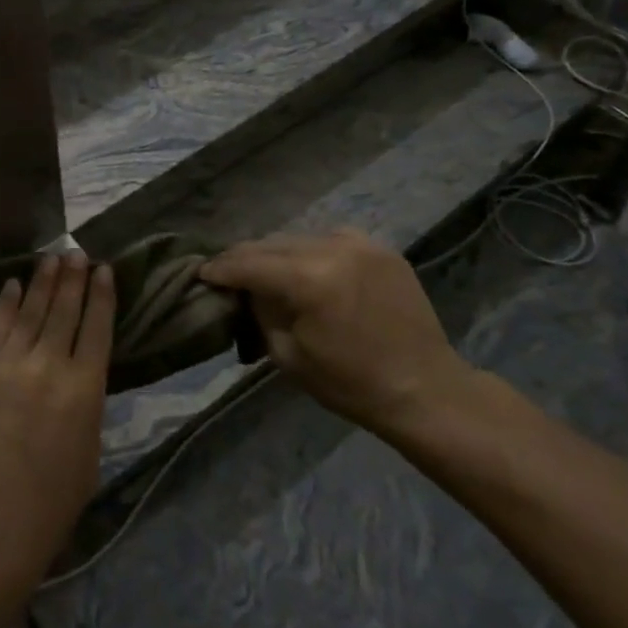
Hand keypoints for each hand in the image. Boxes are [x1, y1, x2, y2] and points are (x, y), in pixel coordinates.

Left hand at [0, 254, 113, 582]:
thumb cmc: (54, 498)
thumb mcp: (90, 447)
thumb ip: (86, 402)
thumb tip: (79, 372)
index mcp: (86, 389)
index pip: (98, 328)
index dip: (102, 295)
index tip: (104, 269)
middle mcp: (50, 366)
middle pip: (65, 310)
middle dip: (73, 278)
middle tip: (77, 253)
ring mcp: (11, 365)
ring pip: (31, 311)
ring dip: (42, 282)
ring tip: (52, 257)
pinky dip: (7, 304)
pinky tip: (13, 284)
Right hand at [202, 231, 473, 434]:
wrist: (425, 389)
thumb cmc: (350, 383)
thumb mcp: (287, 354)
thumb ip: (261, 311)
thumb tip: (245, 289)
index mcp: (308, 279)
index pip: (249, 263)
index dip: (221, 268)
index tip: (202, 273)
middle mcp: (332, 249)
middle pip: (271, 244)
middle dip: (245, 258)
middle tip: (227, 271)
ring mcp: (360, 244)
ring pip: (299, 238)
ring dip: (277, 253)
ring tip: (264, 269)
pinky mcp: (380, 248)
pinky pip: (331, 240)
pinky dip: (311, 251)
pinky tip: (307, 268)